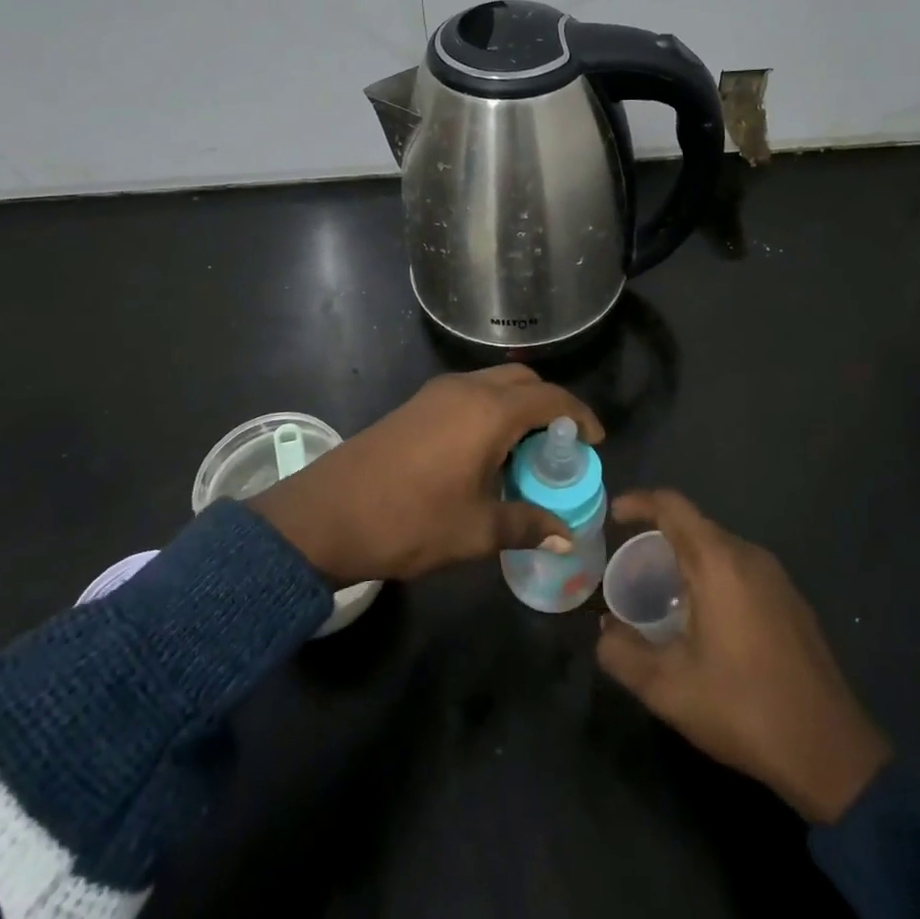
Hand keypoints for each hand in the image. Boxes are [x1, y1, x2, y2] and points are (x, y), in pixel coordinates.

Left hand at [249, 366, 602, 585]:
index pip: (551, 398)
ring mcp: (437, 393)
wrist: (325, 515)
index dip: (580, 416)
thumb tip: (565, 537)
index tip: (594, 442)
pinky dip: (490, 410)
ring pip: (493, 383)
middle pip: (523, 381)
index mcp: (489, 412)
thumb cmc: (409, 522)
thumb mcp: (475, 531)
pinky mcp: (416, 404)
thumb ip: (526, 526)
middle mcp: (467, 389)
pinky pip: (469, 393)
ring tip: (524, 452)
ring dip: (517, 407)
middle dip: (549, 405)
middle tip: (559, 446)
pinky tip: (485, 451)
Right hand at [597, 489, 890, 823]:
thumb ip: (622, 654)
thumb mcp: (667, 688)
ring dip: (685, 559)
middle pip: (695, 526)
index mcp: (718, 563)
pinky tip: (702, 619)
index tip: (612, 516)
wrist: (830, 752)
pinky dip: (712, 576)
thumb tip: (603, 632)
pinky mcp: (791, 602)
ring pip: (719, 548)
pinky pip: (740, 569)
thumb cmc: (743, 708)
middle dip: (657, 536)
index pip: (673, 506)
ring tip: (659, 594)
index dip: (639, 502)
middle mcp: (749, 557)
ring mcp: (776, 578)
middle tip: (629, 568)